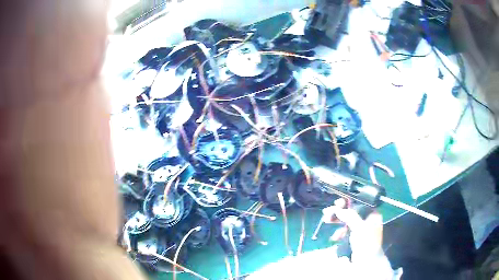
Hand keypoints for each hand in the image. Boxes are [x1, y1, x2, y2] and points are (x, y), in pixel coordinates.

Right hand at [322, 199, 383, 261]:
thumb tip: (338, 208)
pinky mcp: (354, 237)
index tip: (337, 203)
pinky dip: (339, 232)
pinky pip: (345, 230)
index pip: (359, 203)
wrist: (367, 262)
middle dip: (339, 212)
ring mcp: (360, 228)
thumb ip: (349, 216)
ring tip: (326, 220)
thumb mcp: (359, 228)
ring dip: (336, 221)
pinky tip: (335, 237)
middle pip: (351, 211)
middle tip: (327, 212)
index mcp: (372, 214)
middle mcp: (367, 219)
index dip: (348, 201)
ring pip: (346, 221)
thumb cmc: (366, 243)